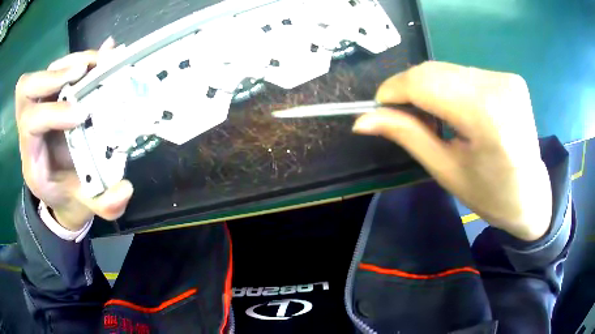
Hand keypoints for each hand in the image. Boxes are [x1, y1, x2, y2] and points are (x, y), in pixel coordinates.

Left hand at [16, 38, 133, 230]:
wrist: (63, 191)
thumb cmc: (70, 196)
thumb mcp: (86, 205)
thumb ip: (104, 205)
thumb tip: (126, 189)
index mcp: (32, 157)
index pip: (29, 124)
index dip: (51, 113)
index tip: (81, 115)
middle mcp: (31, 128)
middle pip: (26, 89)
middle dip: (51, 76)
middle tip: (82, 72)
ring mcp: (41, 107)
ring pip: (43, 72)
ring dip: (70, 62)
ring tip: (98, 63)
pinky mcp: (54, 97)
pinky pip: (59, 69)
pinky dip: (79, 59)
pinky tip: (101, 58)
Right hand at [353, 61, 551, 240]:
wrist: (530, 196)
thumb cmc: (490, 195)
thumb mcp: (446, 170)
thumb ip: (407, 135)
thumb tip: (362, 120)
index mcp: (488, 117)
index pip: (425, 83)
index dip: (394, 90)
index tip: (378, 108)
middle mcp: (499, 86)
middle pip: (434, 71)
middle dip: (409, 90)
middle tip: (402, 116)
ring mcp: (506, 77)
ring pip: (447, 69)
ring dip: (428, 88)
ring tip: (432, 118)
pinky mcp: (509, 76)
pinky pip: (464, 72)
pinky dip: (448, 86)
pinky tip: (454, 109)